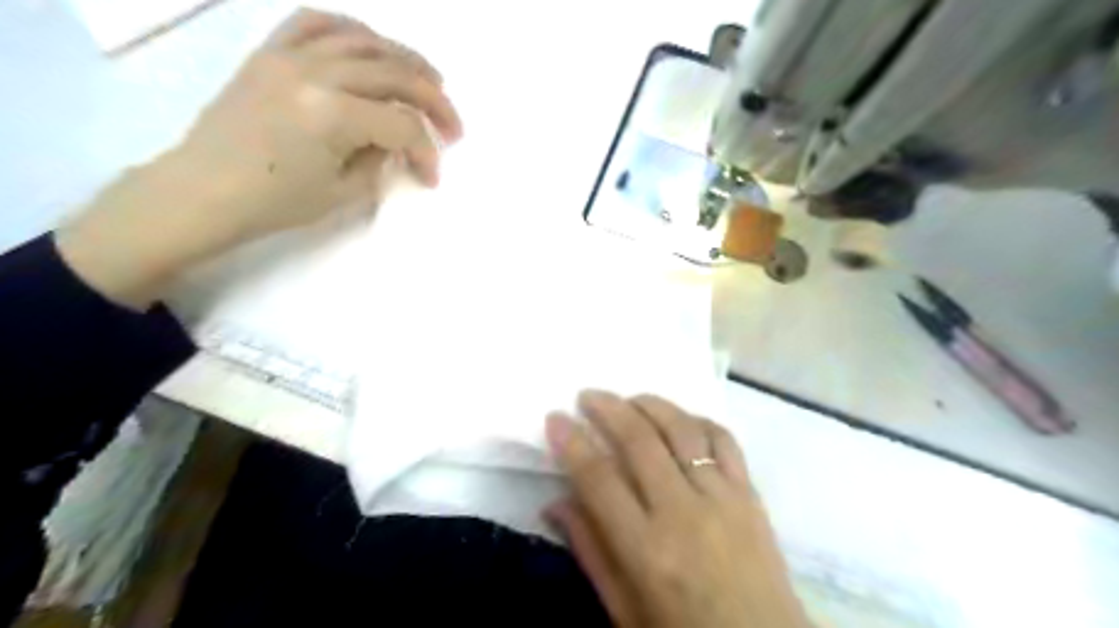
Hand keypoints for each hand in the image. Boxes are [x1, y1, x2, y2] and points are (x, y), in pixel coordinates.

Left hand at [53, 10, 458, 311]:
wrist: (204, 190)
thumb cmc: (274, 203)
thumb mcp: (344, 192)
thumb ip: (380, 160)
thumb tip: (395, 140)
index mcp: (333, 116)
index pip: (402, 125)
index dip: (427, 152)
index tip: (432, 177)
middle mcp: (315, 73)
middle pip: (395, 75)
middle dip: (434, 102)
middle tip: (453, 126)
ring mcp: (289, 55)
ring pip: (366, 40)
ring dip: (407, 59)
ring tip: (429, 81)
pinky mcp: (270, 51)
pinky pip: (317, 22)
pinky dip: (354, 30)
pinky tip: (373, 47)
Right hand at [546, 394, 809, 627]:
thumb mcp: (625, 610)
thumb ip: (590, 551)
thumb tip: (556, 502)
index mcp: (646, 550)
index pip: (599, 479)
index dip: (572, 442)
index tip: (555, 418)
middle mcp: (683, 513)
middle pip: (640, 441)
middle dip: (608, 409)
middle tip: (588, 396)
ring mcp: (722, 498)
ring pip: (682, 430)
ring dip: (650, 404)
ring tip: (628, 399)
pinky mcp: (750, 494)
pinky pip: (724, 440)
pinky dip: (698, 420)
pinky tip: (680, 419)